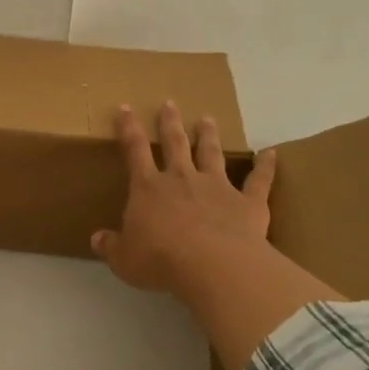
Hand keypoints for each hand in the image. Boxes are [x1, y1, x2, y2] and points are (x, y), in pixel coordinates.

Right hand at [92, 102, 275, 298]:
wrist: (213, 266)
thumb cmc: (161, 261)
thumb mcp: (125, 259)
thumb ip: (111, 246)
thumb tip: (97, 239)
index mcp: (149, 189)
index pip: (135, 151)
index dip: (129, 129)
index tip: (126, 108)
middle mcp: (182, 179)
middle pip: (176, 144)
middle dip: (170, 123)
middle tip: (170, 103)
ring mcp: (217, 187)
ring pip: (212, 154)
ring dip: (209, 136)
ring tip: (207, 119)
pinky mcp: (248, 203)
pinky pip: (259, 181)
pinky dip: (266, 167)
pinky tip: (272, 154)